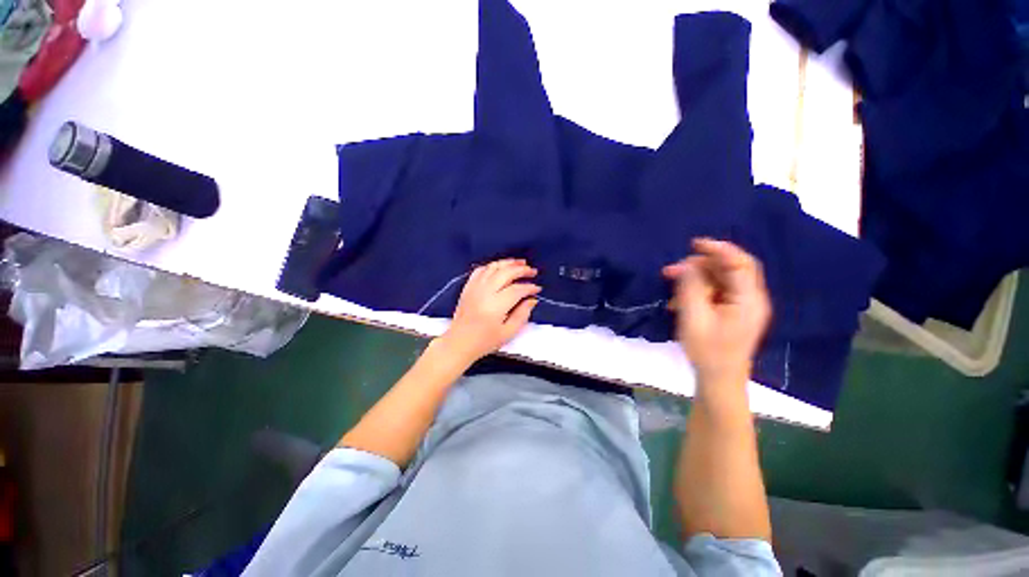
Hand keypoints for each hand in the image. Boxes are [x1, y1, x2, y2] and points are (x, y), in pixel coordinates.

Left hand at [436, 259, 540, 365]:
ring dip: (508, 263)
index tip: (537, 289)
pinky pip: (480, 270)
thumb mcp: (508, 333)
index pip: (517, 289)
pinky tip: (500, 267)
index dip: (529, 287)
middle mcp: (485, 291)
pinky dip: (492, 266)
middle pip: (506, 273)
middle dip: (522, 270)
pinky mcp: (468, 286)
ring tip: (520, 263)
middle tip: (533, 271)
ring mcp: (475, 287)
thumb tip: (532, 300)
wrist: (459, 342)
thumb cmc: (485, 341)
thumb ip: (522, 314)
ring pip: (493, 267)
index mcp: (496, 305)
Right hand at [663, 239, 770, 386]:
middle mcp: (750, 298)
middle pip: (728, 269)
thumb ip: (691, 287)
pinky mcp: (732, 312)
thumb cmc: (708, 350)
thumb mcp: (694, 317)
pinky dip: (697, 290)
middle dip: (699, 265)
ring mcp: (742, 306)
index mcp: (748, 299)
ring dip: (694, 278)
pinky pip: (715, 292)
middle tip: (671, 270)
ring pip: (719, 280)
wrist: (719, 379)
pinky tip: (679, 300)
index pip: (740, 263)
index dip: (719, 249)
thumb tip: (687, 265)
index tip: (694, 244)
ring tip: (670, 284)